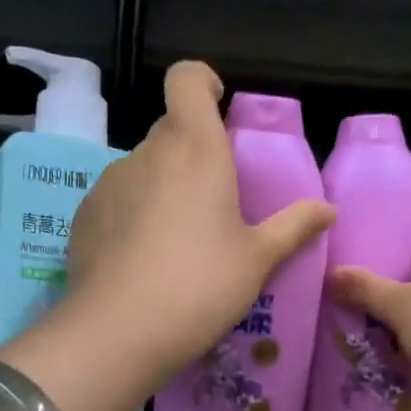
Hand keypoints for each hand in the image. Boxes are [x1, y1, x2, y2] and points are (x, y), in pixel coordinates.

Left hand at [64, 61, 333, 389]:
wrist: (120, 332)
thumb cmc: (201, 286)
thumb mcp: (257, 260)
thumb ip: (293, 227)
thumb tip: (327, 210)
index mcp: (195, 148)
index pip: (187, 78)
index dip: (203, 82)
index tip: (219, 109)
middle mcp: (147, 153)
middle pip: (170, 129)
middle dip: (194, 151)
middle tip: (216, 200)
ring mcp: (108, 183)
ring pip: (143, 168)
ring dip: (164, 187)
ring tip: (179, 241)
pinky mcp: (84, 216)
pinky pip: (117, 200)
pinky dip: (133, 215)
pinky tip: (144, 261)